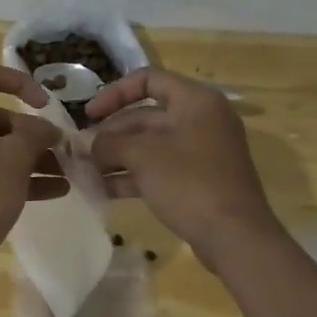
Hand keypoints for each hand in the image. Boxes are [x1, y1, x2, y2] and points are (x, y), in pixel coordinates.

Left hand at [0, 64, 67, 267]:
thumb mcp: (13, 160)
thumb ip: (34, 134)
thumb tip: (47, 128)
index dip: (21, 83)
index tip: (47, 105)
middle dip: (32, 131)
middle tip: (61, 147)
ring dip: (32, 156)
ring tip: (65, 171)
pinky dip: (20, 176)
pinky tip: (56, 190)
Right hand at [86, 67, 282, 267]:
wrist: (234, 236)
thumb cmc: (188, 182)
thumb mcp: (141, 156)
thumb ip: (108, 143)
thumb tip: (87, 145)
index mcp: (195, 101)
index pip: (148, 79)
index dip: (113, 94)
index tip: (89, 116)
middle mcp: (201, 120)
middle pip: (145, 116)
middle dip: (111, 134)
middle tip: (81, 152)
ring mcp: (201, 152)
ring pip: (150, 145)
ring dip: (117, 156)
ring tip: (86, 171)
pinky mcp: (199, 180)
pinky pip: (160, 168)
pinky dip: (133, 175)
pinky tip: (104, 190)